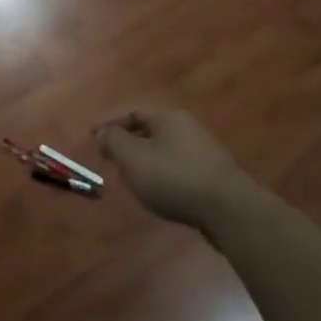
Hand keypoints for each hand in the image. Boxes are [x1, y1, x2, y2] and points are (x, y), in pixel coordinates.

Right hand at [94, 108, 252, 230]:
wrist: (228, 209)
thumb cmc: (173, 177)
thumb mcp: (133, 158)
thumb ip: (114, 141)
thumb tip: (104, 131)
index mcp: (168, 117)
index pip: (132, 111)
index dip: (109, 122)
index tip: (91, 136)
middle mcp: (187, 126)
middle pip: (149, 129)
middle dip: (126, 141)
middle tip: (108, 157)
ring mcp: (203, 150)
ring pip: (164, 148)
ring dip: (143, 159)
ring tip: (129, 176)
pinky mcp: (213, 174)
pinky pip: (177, 166)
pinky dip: (161, 173)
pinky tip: (157, 190)